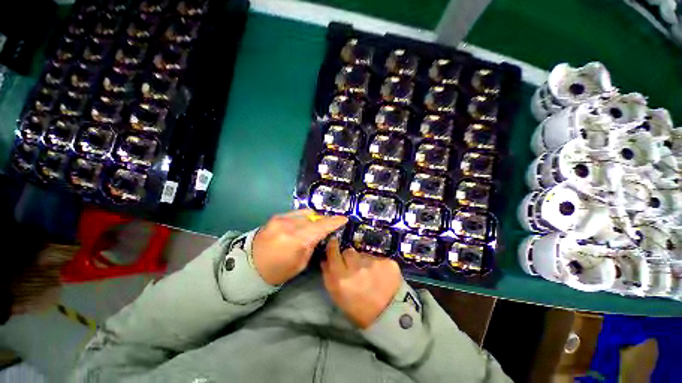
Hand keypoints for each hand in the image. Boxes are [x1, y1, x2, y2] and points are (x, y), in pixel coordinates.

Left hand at [252, 209, 347, 285]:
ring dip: (313, 218)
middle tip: (328, 226)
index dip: (334, 222)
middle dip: (323, 221)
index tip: (344, 218)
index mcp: (296, 240)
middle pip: (314, 217)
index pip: (321, 226)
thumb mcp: (300, 263)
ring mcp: (281, 218)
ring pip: (306, 213)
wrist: (249, 266)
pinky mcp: (276, 216)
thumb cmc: (278, 270)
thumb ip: (312, 244)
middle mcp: (289, 225)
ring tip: (315, 225)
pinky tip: (302, 224)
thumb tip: (320, 233)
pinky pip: (296, 213)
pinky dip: (303, 217)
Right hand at [321, 238, 401, 328]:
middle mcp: (357, 267)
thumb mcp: (338, 297)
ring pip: (363, 254)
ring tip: (369, 275)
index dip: (332, 246)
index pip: (333, 253)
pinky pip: (377, 258)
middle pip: (348, 251)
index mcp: (342, 279)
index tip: (333, 242)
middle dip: (349, 257)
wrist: (389, 316)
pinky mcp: (387, 262)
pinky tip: (381, 276)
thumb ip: (329, 276)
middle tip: (354, 268)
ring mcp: (374, 263)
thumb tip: (325, 259)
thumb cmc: (359, 310)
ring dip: (363, 261)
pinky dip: (377, 264)